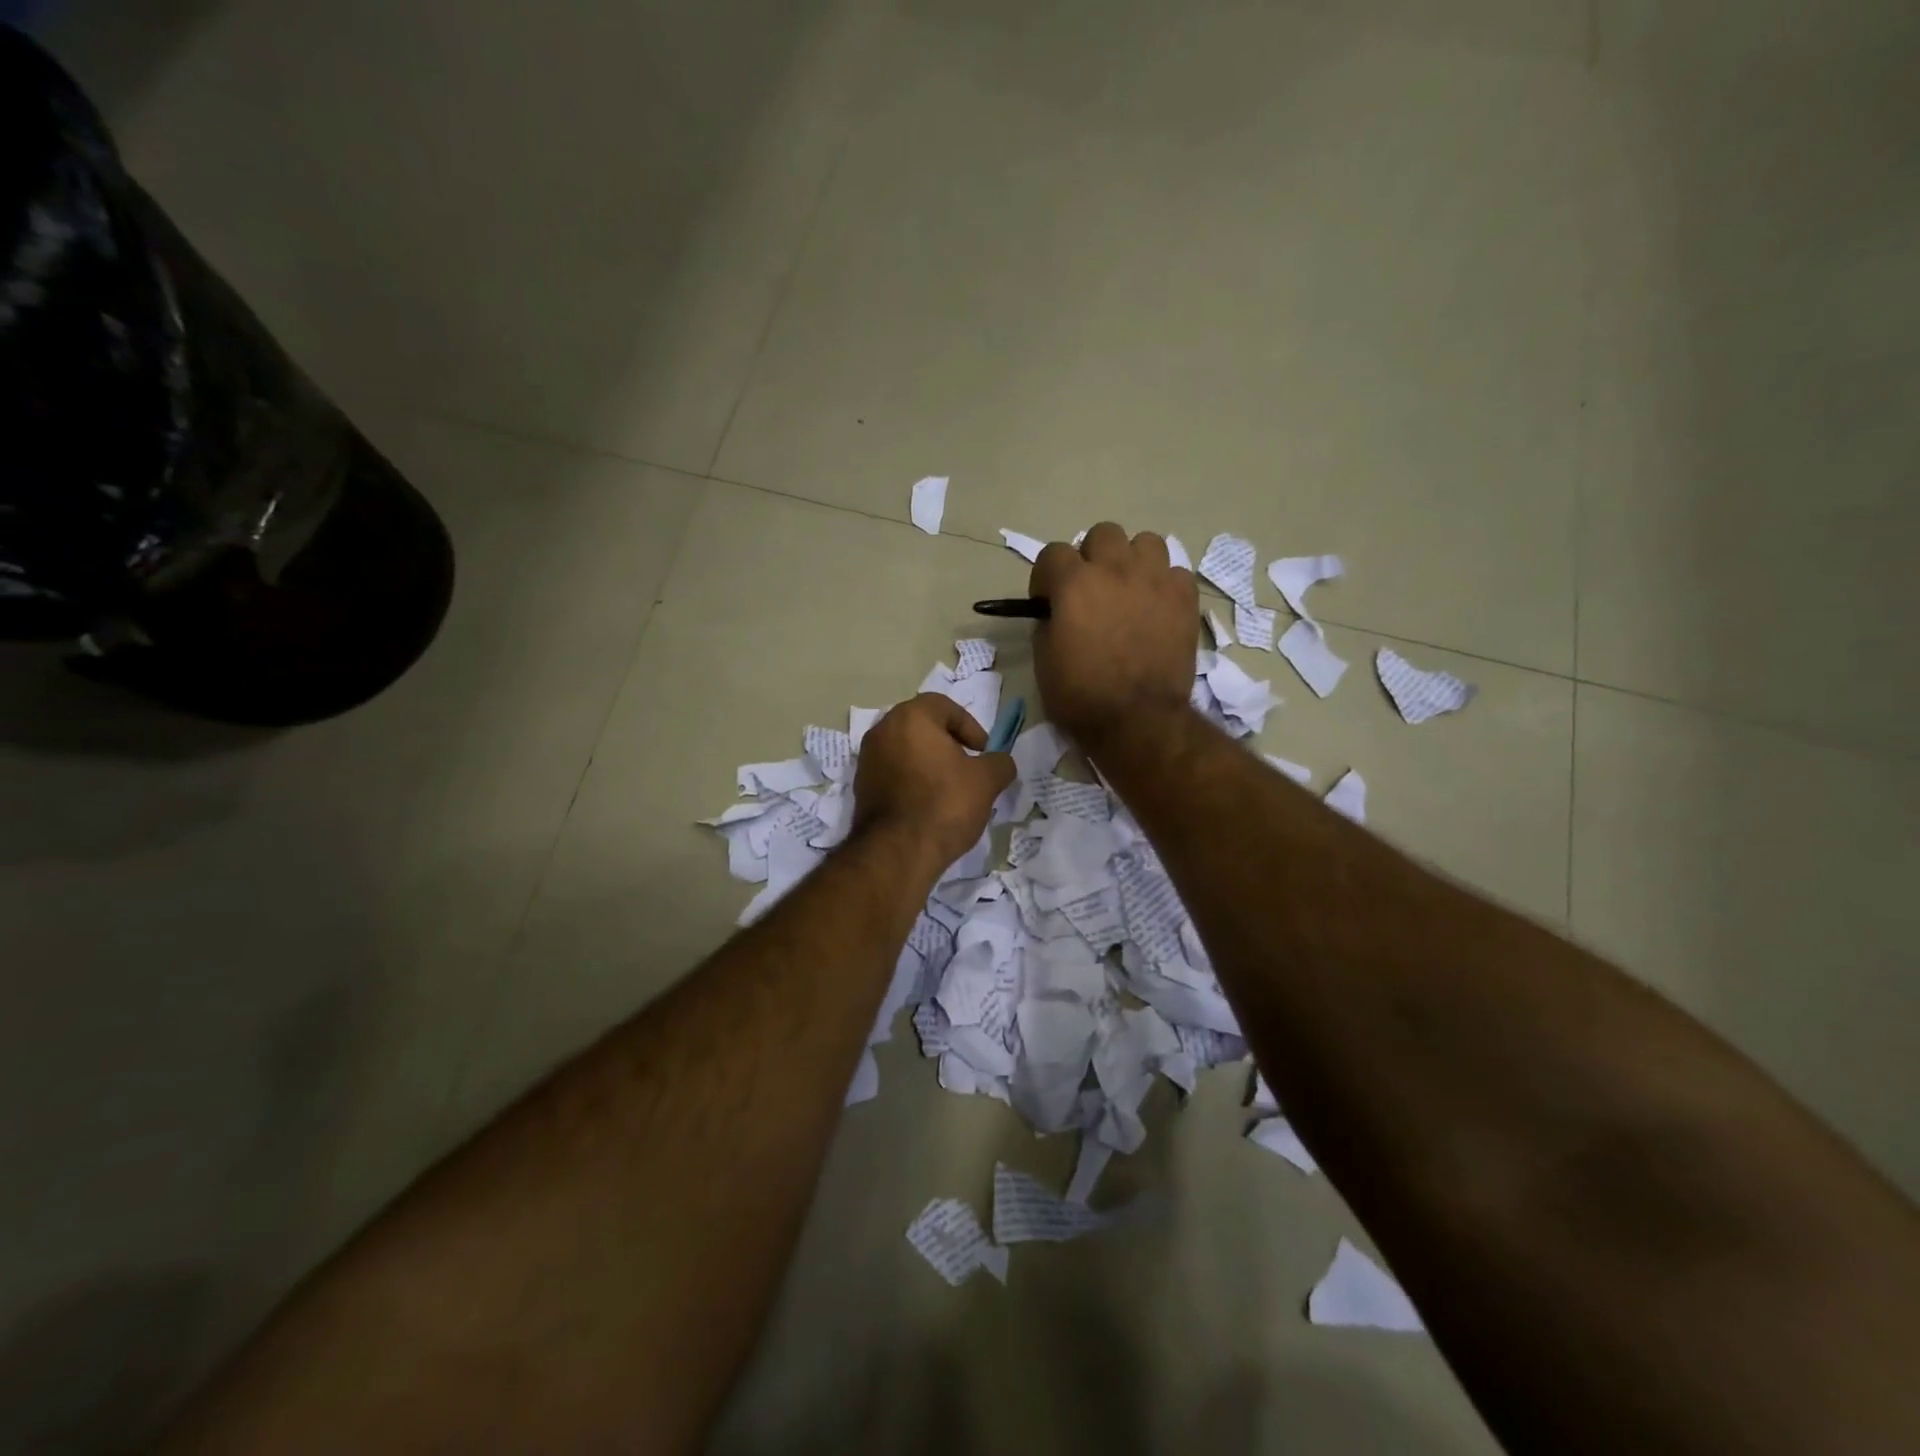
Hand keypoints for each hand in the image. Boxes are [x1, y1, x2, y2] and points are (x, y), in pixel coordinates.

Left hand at [852, 694, 1014, 873]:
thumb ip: (999, 763)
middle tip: (968, 766)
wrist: (898, 851)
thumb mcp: (986, 781)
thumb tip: (1000, 762)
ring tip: (950, 788)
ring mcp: (867, 760)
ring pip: (906, 750)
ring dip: (929, 762)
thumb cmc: (945, 803)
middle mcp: (882, 731)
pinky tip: (928, 804)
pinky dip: (912, 780)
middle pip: (922, 727)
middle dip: (948, 743)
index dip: (969, 726)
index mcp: (910, 717)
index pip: (944, 706)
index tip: (983, 751)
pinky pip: (893, 773)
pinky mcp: (861, 787)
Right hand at [1031, 522, 1197, 752]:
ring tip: (1129, 589)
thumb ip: (1048, 623)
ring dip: (1133, 560)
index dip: (1047, 577)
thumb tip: (1056, 612)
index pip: (1053, 553)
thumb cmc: (1081, 696)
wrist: (1138, 721)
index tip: (1048, 600)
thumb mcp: (1044, 660)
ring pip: (1146, 542)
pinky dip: (1164, 584)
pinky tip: (1157, 607)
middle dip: (1092, 557)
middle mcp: (1115, 569)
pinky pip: (1175, 572)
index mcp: (1074, 584)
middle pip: (1103, 534)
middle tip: (1091, 589)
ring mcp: (1155, 580)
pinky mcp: (1184, 599)